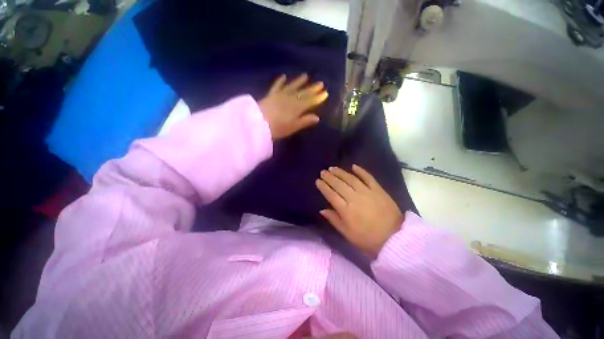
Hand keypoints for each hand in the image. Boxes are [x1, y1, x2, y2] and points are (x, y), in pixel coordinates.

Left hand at [259, 74, 328, 139]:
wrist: (258, 123)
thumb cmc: (277, 128)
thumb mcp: (293, 127)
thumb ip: (305, 121)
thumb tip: (317, 118)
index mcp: (297, 108)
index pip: (310, 101)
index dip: (318, 98)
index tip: (325, 93)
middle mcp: (290, 99)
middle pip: (303, 93)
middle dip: (312, 88)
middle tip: (320, 83)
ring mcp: (280, 95)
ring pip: (292, 87)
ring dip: (299, 82)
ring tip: (306, 76)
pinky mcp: (271, 95)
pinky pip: (277, 86)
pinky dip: (280, 81)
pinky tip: (283, 76)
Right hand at [315, 165, 404, 257]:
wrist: (395, 239)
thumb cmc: (368, 239)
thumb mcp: (348, 234)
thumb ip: (334, 220)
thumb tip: (322, 210)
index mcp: (346, 211)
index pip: (331, 195)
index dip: (323, 187)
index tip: (318, 180)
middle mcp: (354, 198)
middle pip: (339, 185)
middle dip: (329, 177)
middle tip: (323, 172)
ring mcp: (367, 192)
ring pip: (351, 179)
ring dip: (341, 172)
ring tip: (333, 168)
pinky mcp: (378, 190)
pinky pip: (368, 177)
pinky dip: (361, 171)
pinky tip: (353, 166)